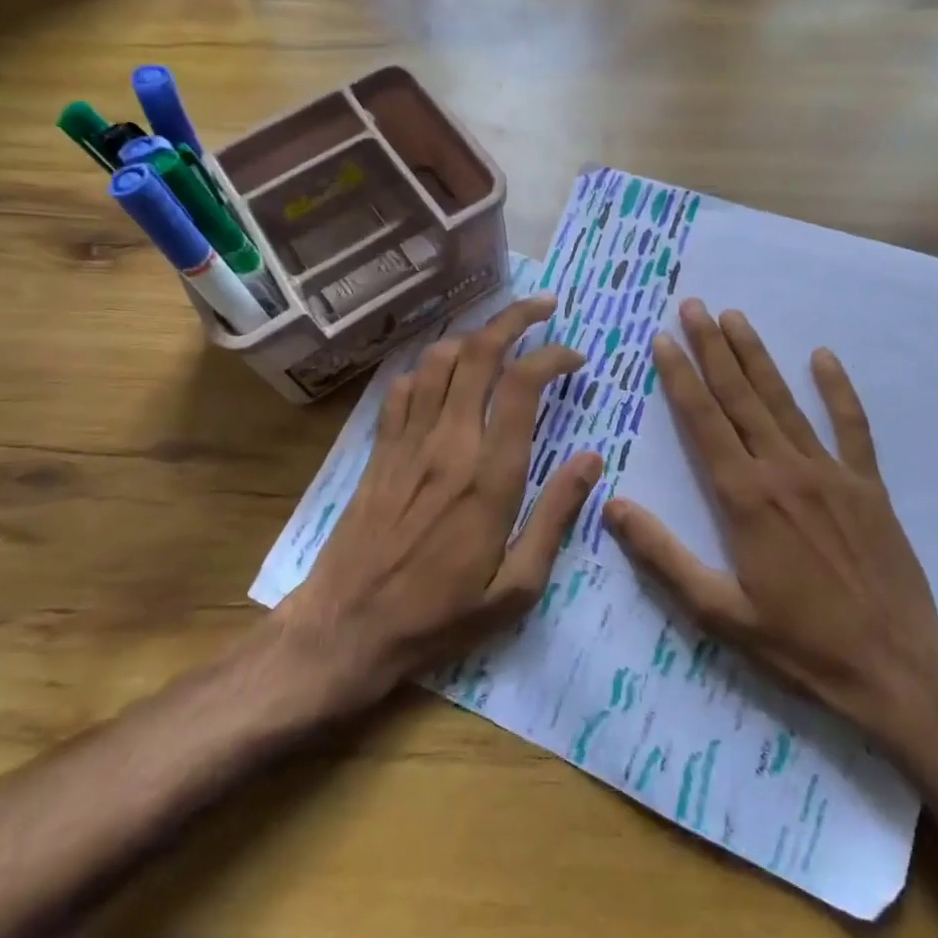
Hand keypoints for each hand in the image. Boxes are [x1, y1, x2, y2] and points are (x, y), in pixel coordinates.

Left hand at [276, 296, 602, 713]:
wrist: (346, 628)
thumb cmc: (440, 615)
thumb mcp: (516, 586)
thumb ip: (556, 516)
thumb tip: (591, 460)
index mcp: (489, 475)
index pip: (522, 385)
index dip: (551, 355)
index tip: (574, 357)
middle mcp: (448, 443)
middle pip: (478, 353)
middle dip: (515, 319)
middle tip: (544, 309)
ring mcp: (408, 441)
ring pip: (438, 360)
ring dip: (473, 336)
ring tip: (500, 338)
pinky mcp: (380, 450)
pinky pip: (404, 387)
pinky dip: (429, 367)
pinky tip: (445, 375)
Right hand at [602, 300, 937, 764]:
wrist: (898, 670)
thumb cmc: (801, 645)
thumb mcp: (719, 613)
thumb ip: (663, 556)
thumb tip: (612, 506)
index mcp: (745, 498)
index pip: (703, 421)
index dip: (680, 377)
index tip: (663, 339)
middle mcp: (785, 471)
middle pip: (740, 397)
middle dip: (713, 349)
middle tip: (694, 306)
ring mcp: (831, 473)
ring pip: (785, 401)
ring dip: (758, 356)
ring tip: (736, 317)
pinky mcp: (868, 486)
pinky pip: (851, 426)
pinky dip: (837, 390)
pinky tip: (823, 357)